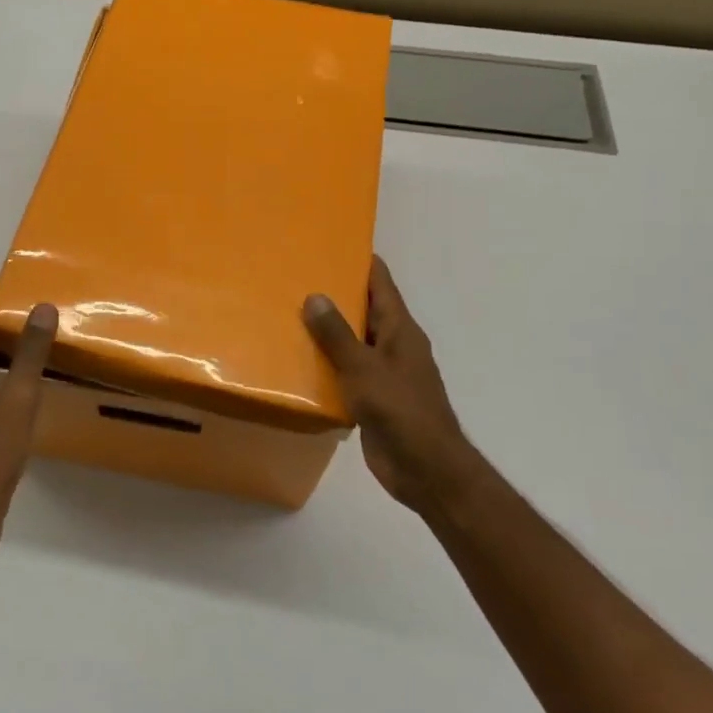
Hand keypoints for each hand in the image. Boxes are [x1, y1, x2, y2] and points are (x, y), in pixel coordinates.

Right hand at [303, 256, 478, 514]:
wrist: (425, 469)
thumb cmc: (399, 410)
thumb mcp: (363, 368)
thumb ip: (337, 334)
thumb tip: (315, 296)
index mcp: (401, 331)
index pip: (381, 284)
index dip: (361, 262)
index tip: (333, 243)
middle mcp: (394, 347)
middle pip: (365, 311)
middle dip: (335, 295)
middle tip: (296, 278)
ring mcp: (385, 374)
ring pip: (353, 343)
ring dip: (327, 332)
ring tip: (288, 315)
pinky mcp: (373, 400)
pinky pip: (346, 373)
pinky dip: (326, 365)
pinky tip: (298, 363)